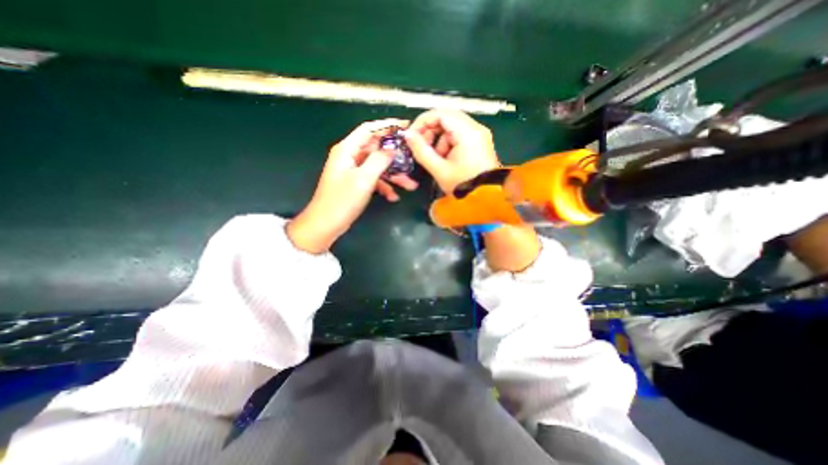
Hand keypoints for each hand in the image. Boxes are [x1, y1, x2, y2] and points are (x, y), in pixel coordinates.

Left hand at [289, 119, 417, 252]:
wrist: (326, 224)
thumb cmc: (342, 200)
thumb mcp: (363, 179)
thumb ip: (379, 161)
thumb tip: (392, 149)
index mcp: (347, 150)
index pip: (369, 129)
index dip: (387, 126)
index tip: (405, 126)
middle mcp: (350, 157)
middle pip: (376, 149)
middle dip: (395, 156)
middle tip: (412, 159)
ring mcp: (353, 171)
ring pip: (378, 167)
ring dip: (393, 175)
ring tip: (410, 185)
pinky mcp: (356, 184)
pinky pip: (374, 179)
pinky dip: (384, 186)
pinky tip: (393, 197)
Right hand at [401, 110, 497, 193]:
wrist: (485, 199)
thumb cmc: (463, 185)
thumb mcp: (439, 169)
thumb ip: (421, 150)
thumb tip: (408, 135)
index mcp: (467, 133)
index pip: (440, 114)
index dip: (422, 122)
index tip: (412, 135)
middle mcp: (475, 129)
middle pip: (446, 118)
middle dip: (430, 131)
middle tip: (421, 146)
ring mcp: (479, 135)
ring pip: (452, 127)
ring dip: (439, 139)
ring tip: (435, 158)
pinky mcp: (479, 143)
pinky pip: (459, 135)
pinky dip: (448, 144)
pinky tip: (445, 159)